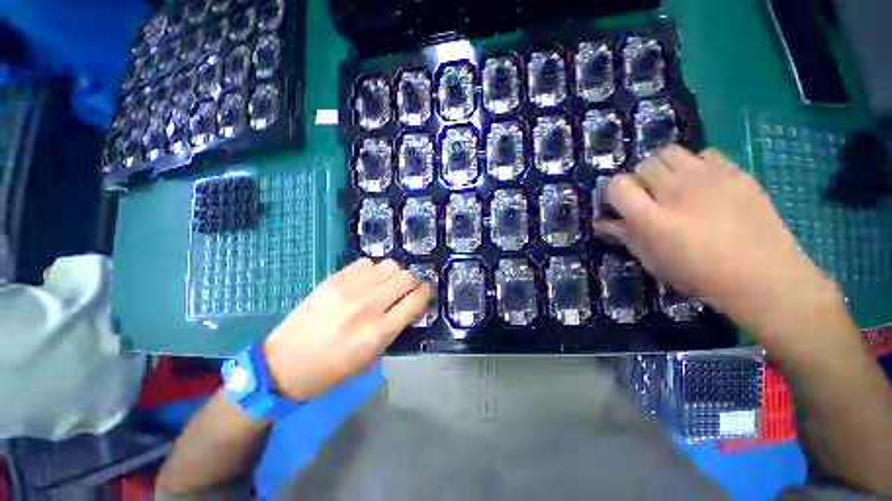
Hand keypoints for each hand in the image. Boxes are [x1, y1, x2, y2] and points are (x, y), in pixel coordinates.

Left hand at [262, 258, 431, 399]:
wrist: (284, 362)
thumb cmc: (331, 370)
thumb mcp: (371, 358)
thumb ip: (394, 328)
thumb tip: (409, 305)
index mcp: (377, 332)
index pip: (414, 301)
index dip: (425, 293)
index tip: (425, 292)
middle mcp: (367, 306)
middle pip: (405, 278)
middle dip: (414, 281)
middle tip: (409, 288)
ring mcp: (349, 289)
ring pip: (389, 265)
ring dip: (395, 273)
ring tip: (388, 283)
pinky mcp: (334, 279)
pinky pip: (366, 263)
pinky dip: (374, 270)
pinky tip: (368, 281)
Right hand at [595, 146, 845, 352]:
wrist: (763, 276)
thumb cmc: (699, 275)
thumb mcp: (653, 260)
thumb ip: (624, 236)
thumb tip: (600, 223)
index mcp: (652, 218)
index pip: (617, 185)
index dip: (615, 193)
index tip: (621, 204)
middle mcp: (676, 191)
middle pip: (644, 165)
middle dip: (640, 179)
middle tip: (651, 197)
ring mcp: (708, 178)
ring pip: (671, 152)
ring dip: (665, 167)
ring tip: (674, 185)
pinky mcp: (735, 172)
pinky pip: (705, 153)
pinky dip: (696, 164)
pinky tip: (703, 183)